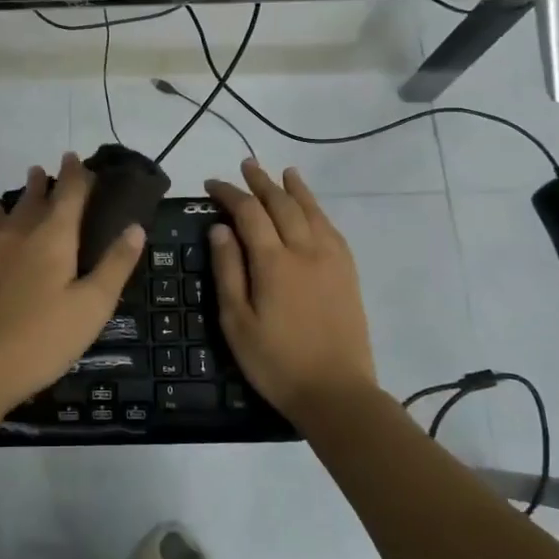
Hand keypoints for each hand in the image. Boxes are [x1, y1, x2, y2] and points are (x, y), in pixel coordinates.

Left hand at [0, 152, 145, 413]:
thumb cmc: (43, 338)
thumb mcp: (92, 306)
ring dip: (26, 192)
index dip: (78, 174)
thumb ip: (115, 264)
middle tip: (60, 168)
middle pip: (37, 195)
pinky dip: (0, 213)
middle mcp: (21, 231)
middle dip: (51, 179)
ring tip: (32, 181)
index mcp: (54, 235)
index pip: (69, 192)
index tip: (79, 158)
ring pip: (12, 207)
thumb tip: (135, 226)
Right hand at [206, 159, 378, 424]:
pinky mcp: (348, 273)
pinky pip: (332, 229)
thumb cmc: (276, 362)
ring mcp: (331, 260)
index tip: (211, 185)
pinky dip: (318, 210)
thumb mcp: (237, 322)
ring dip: (295, 188)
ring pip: (312, 211)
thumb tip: (219, 228)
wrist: (336, 392)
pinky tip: (312, 208)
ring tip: (284, 172)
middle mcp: (305, 250)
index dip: (229, 194)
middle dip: (262, 182)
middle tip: (246, 165)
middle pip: (282, 204)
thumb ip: (228, 271)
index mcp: (273, 262)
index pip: (248, 213)